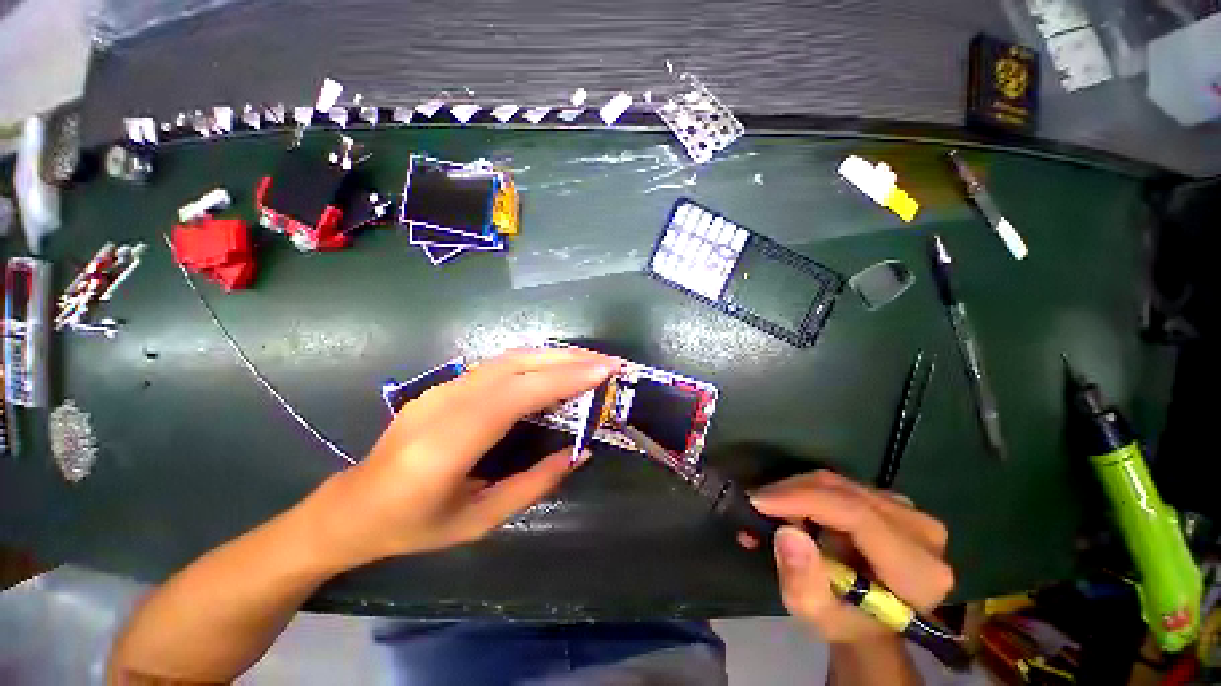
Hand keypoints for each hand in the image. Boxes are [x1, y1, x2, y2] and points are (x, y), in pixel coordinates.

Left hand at [308, 348, 619, 567]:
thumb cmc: (414, 526)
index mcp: (446, 445)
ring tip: (590, 361)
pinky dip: (537, 360)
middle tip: (607, 362)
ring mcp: (442, 388)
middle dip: (567, 359)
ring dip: (554, 355)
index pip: (514, 396)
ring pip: (509, 358)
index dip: (561, 379)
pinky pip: (500, 364)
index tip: (602, 371)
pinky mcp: (447, 383)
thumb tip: (580, 452)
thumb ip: (534, 484)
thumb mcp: (479, 521)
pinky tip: (558, 367)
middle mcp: (444, 403)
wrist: (352, 506)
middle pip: (515, 366)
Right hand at [750, 470, 953, 644]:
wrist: (871, 619)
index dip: (804, 501)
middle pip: (845, 493)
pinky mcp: (893, 501)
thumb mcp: (818, 616)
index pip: (858, 516)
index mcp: (918, 571)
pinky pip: (840, 484)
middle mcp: (922, 533)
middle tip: (757, 506)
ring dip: (797, 492)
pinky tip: (790, 507)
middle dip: (793, 493)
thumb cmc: (846, 622)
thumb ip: (804, 581)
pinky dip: (808, 491)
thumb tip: (787, 532)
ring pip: (839, 483)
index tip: (759, 501)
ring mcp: (910, 512)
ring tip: (771, 510)